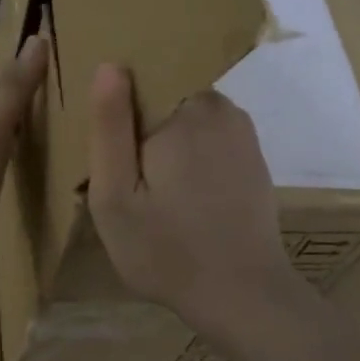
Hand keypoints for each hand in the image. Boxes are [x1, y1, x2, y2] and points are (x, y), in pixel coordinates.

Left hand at [0, 34, 48, 298]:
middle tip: (74, 80)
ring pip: (9, 126)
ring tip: (68, 114)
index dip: (29, 61)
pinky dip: (29, 146)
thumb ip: (16, 85)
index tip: (61, 47)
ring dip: (31, 118)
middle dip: (32, 88)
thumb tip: (38, 38)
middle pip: (6, 99)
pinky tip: (46, 155)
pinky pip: (12, 154)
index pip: (5, 75)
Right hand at [85, 63, 302, 348]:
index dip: (118, 109)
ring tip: (151, 191)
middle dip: (142, 128)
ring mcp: (242, 132)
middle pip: (164, 98)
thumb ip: (109, 127)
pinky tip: (181, 196)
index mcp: (184, 110)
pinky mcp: (252, 156)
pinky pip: (209, 137)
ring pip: (186, 118)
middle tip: (126, 179)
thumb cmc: (167, 249)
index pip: (141, 80)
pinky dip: (191, 156)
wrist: (243, 296)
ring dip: (167, 143)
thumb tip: (110, 64)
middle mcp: (220, 108)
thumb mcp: (115, 195)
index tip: (107, 146)